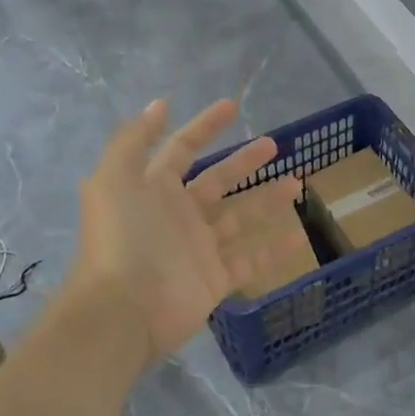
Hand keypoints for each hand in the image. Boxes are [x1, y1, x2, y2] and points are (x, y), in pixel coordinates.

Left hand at [63, 98, 302, 375]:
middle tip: (274, 144)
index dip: (204, 126)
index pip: (182, 149)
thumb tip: (159, 104)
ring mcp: (198, 248)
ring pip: (239, 218)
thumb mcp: (114, 179)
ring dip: (267, 200)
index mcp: (153, 189)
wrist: (123, 311)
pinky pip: (250, 260)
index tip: (232, 106)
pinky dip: (274, 249)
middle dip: (243, 161)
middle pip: (217, 180)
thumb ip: (134, 139)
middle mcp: (177, 215)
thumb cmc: (122, 239)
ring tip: (297, 183)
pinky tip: (300, 236)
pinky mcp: (215, 279)